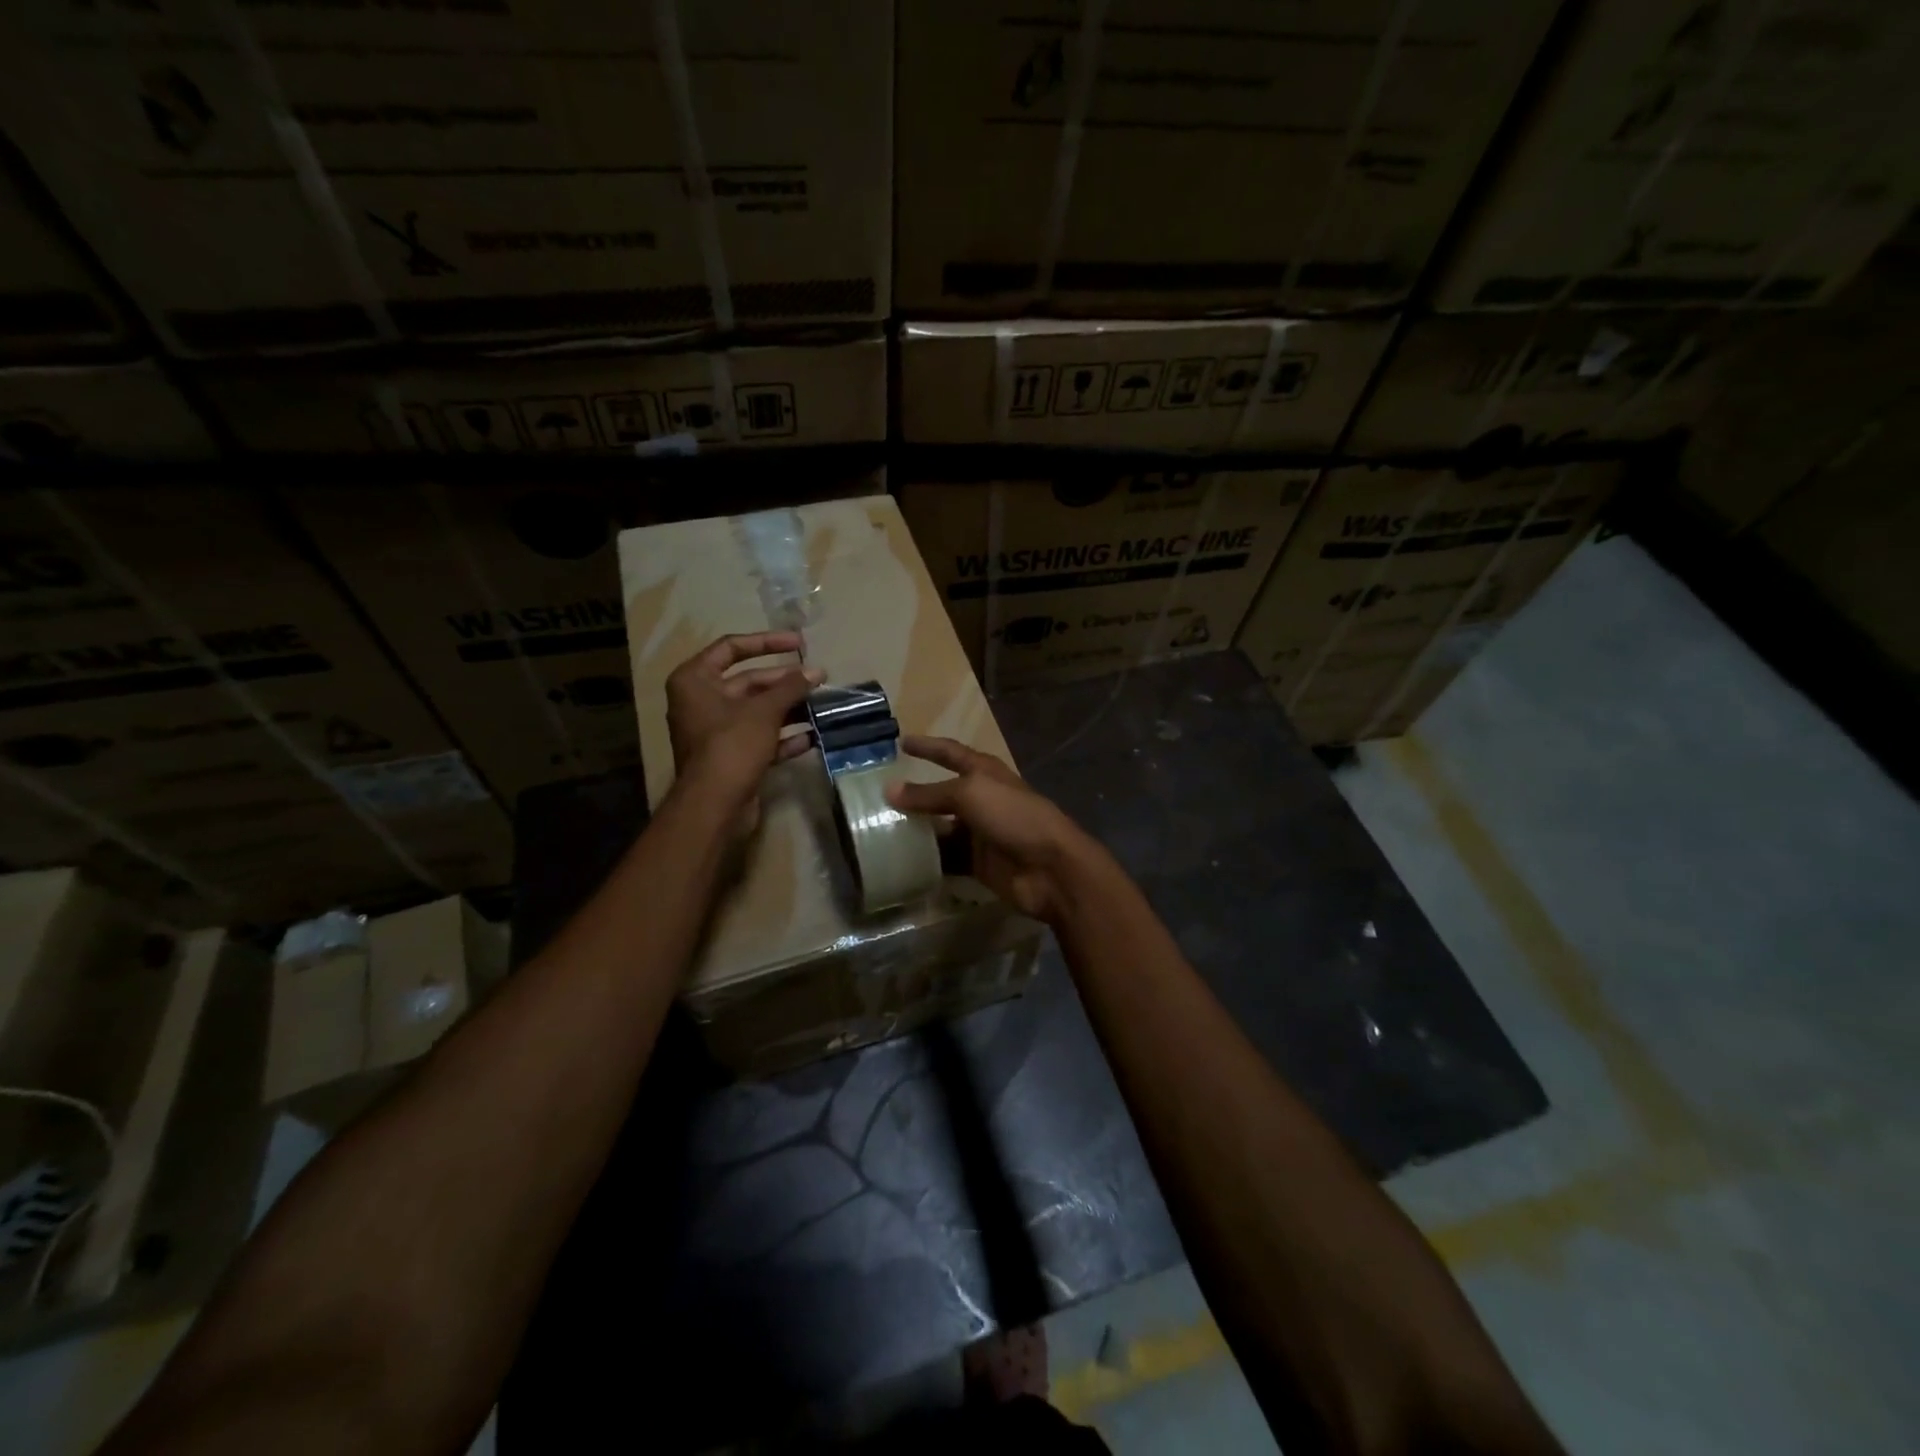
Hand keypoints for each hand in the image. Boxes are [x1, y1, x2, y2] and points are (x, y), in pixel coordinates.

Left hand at [666, 632, 821, 834]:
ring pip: (757, 711)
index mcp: (695, 680)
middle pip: (748, 681)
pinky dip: (784, 737)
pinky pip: (760, 738)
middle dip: (785, 681)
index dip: (767, 642)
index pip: (731, 648)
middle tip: (819, 678)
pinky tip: (812, 737)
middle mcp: (701, 702)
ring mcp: (715, 732)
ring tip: (822, 705)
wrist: (714, 805)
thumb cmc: (732, 745)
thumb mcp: (764, 710)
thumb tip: (816, 671)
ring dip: (789, 708)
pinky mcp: (731, 757)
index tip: (799, 644)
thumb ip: (791, 687)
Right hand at [885, 736, 1103, 923]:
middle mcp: (981, 799)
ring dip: (915, 829)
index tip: (901, 742)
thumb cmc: (1014, 816)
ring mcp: (979, 832)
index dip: (928, 746)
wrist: (1050, 867)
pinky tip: (899, 860)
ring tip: (877, 830)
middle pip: (941, 793)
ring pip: (939, 828)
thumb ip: (929, 794)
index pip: (950, 753)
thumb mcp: (970, 794)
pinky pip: (945, 858)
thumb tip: (889, 789)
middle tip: (876, 795)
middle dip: (913, 794)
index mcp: (984, 773)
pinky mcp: (977, 863)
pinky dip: (926, 859)